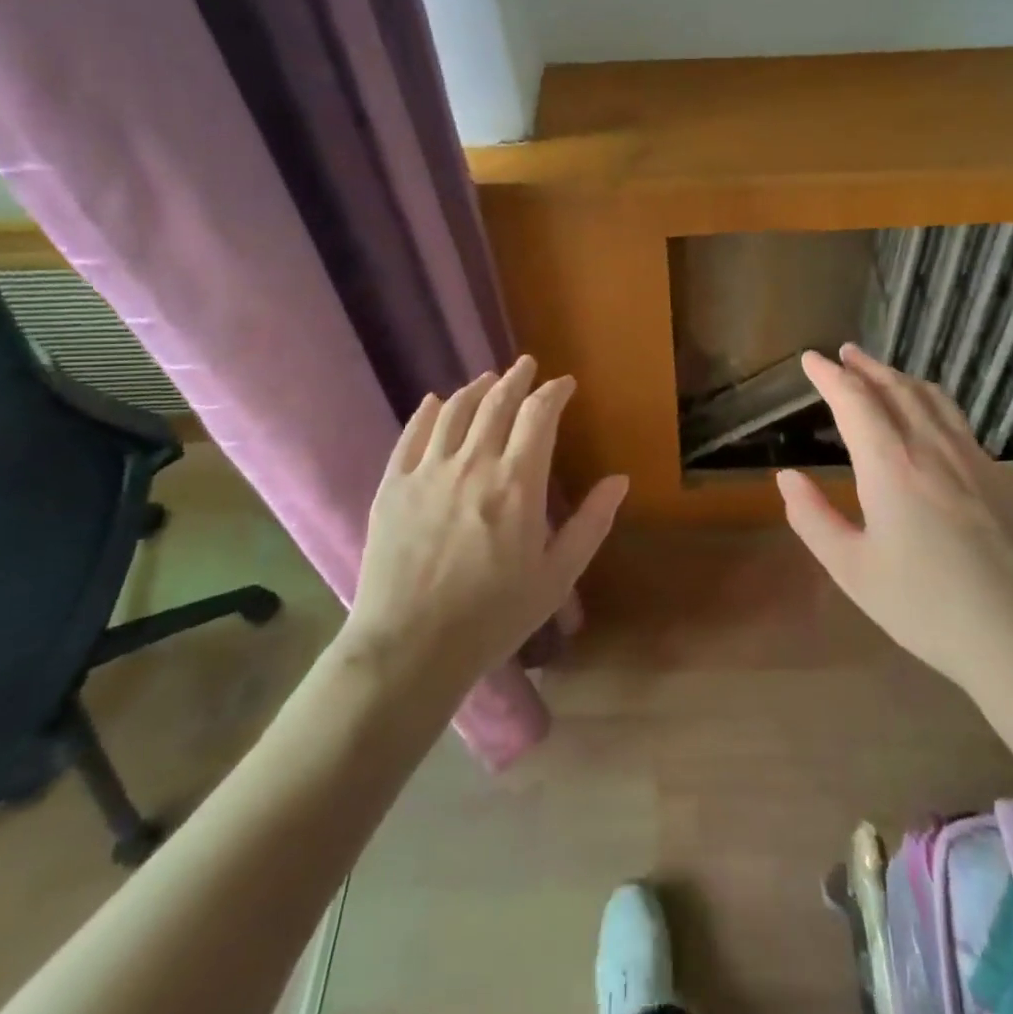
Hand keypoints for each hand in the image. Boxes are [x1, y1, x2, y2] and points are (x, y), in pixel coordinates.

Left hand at [343, 356, 627, 692]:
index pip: (539, 415)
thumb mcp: (556, 576)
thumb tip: (619, 480)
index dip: (553, 392)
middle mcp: (473, 464)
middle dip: (515, 379)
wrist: (410, 648)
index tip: (564, 384)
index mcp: (517, 483)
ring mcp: (428, 472)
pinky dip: (427, 412)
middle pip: (496, 403)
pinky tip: (434, 402)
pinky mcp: (393, 486)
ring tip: (487, 380)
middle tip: (525, 365)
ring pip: (454, 412)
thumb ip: (591, 524)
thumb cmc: (493, 616)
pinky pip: (411, 435)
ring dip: (476, 389)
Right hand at [776, 344, 1012, 699]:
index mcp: (891, 466)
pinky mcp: (1005, 478)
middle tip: (845, 354)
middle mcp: (933, 448)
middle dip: (866, 366)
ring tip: (884, 374)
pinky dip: (933, 406)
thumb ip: (813, 518)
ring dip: (901, 378)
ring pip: (934, 399)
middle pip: (896, 388)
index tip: (811, 359)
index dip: (829, 374)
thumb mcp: (852, 570)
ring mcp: (976, 459)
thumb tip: (786, 476)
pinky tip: (931, 424)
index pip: (854, 400)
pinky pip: (961, 425)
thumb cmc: (925, 607)